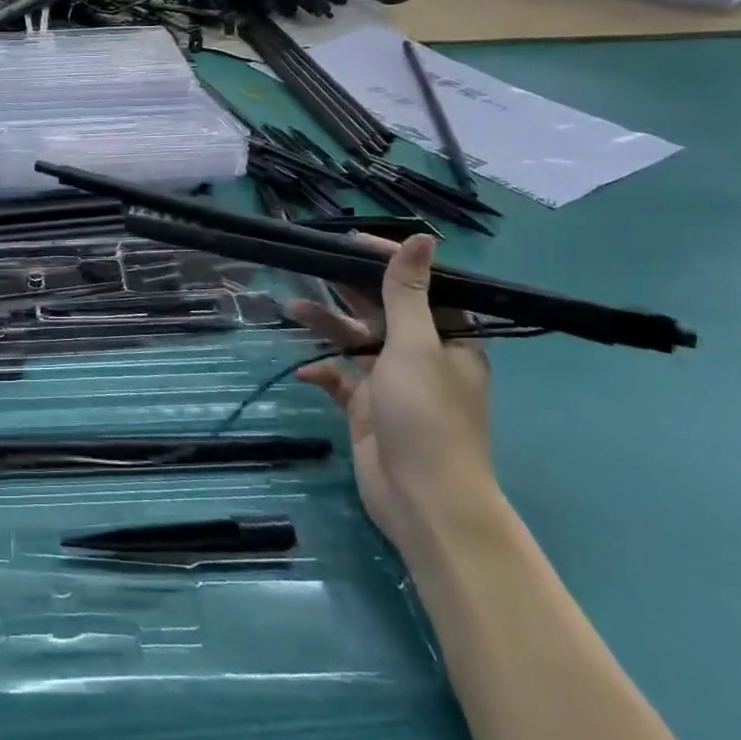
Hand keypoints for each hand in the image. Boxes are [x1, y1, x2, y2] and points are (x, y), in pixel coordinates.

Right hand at [288, 235, 496, 555]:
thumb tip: (422, 237)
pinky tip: (304, 371)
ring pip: (356, 342)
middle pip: (382, 311)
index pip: (419, 287)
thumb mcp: (415, 346)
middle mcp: (422, 357)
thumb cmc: (426, 417)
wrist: (422, 502)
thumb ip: (407, 291)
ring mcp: (393, 384)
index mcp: (448, 339)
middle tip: (310, 264)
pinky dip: (322, 371)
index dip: (386, 262)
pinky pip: (340, 379)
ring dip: (327, 326)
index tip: (349, 242)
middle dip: (347, 290)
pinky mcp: (367, 409)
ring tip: (292, 308)